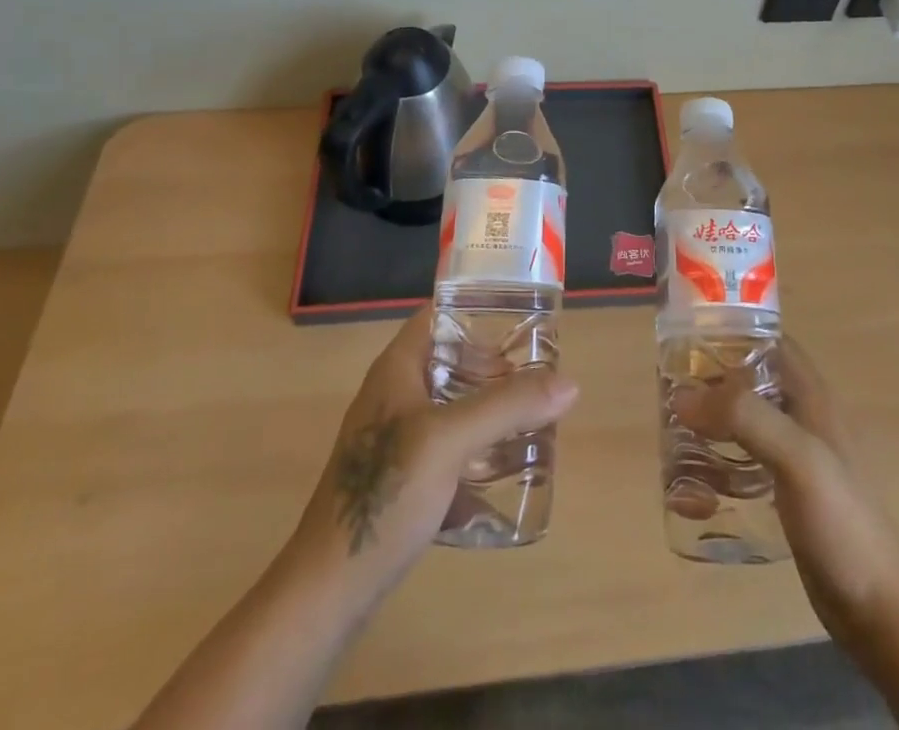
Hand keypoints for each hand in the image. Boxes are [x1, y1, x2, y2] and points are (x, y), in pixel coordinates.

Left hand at [287, 304, 578, 601]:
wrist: (329, 588)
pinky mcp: (401, 477)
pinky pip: (447, 445)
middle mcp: (394, 394)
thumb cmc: (385, 494)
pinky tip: (503, 466)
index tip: (524, 321)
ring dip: (488, 409)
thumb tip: (570, 384)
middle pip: (451, 360)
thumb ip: (507, 407)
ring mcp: (395, 438)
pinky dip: (475, 446)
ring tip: (531, 418)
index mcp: (397, 369)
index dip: (478, 310)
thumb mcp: (450, 440)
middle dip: (494, 367)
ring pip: (451, 405)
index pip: (440, 316)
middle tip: (537, 377)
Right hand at [672, 339, 898, 658]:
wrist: (880, 610)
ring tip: (672, 449)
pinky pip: (740, 468)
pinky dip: (715, 473)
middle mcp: (800, 417)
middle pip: (746, 382)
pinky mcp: (784, 495)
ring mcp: (792, 457)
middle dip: (707, 385)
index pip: (767, 340)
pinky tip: (692, 497)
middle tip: (668, 398)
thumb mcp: (797, 457)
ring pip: (740, 425)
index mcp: (809, 395)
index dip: (730, 332)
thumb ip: (745, 418)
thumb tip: (683, 396)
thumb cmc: (843, 521)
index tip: (685, 340)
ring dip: (707, 432)